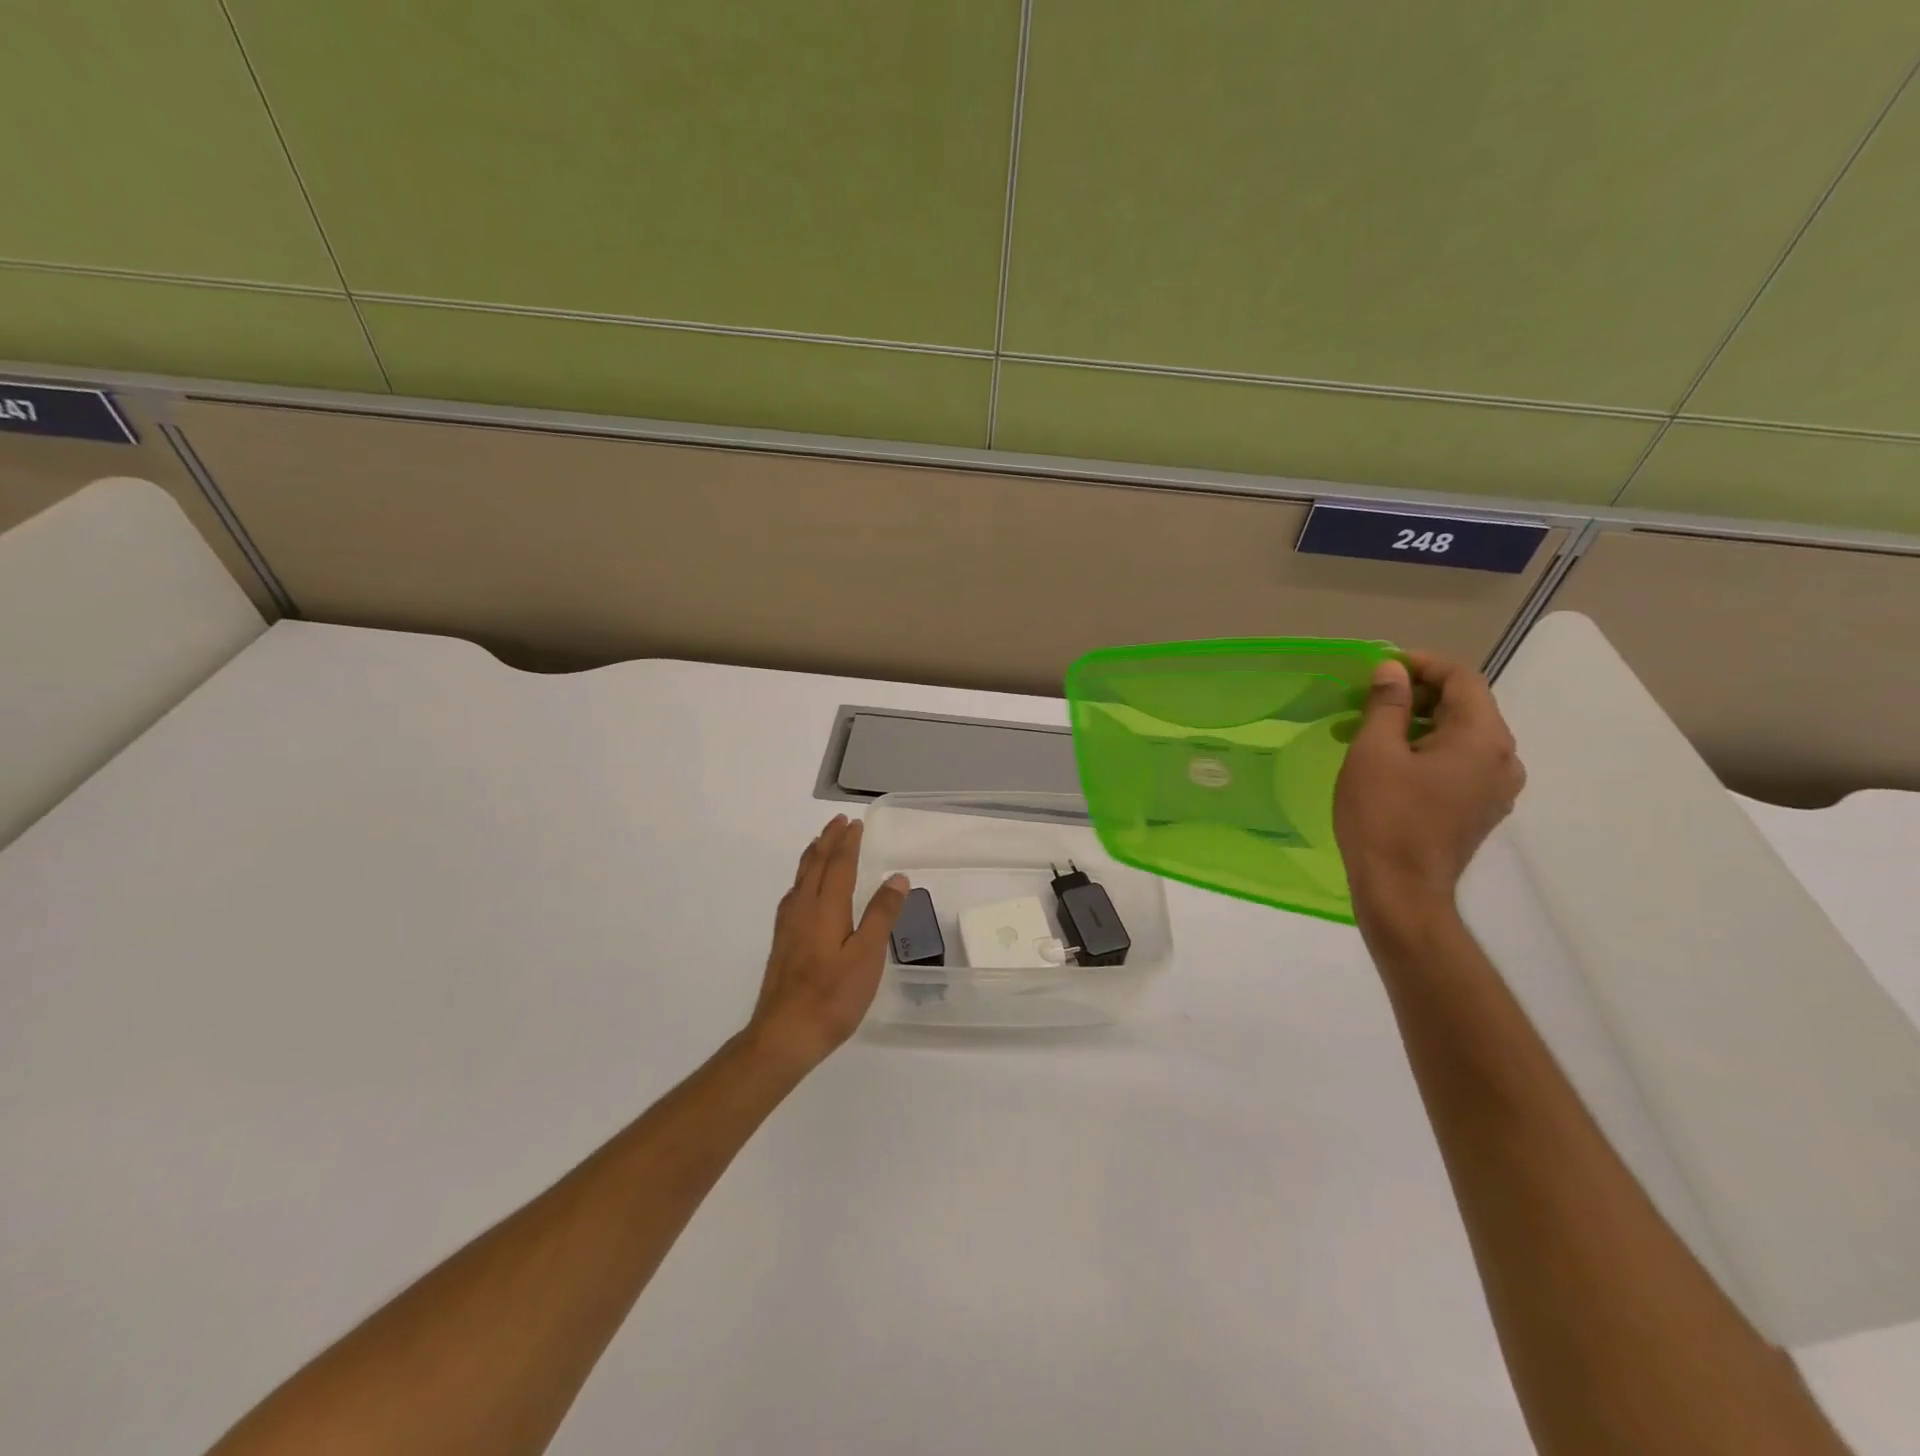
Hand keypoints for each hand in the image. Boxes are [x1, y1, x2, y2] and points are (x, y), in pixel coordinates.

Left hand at [747, 815, 909, 1070]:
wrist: (784, 1034)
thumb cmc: (833, 997)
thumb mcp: (867, 956)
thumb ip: (881, 915)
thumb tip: (897, 877)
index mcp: (825, 908)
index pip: (839, 865)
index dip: (848, 843)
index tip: (856, 823)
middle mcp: (803, 909)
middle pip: (815, 865)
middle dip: (828, 841)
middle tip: (839, 822)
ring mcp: (788, 926)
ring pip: (801, 878)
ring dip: (814, 856)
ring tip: (821, 843)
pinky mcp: (782, 942)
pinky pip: (793, 894)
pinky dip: (803, 877)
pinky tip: (803, 889)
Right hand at [1334, 652, 1524, 927]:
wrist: (1401, 890)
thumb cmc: (1384, 816)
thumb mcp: (1374, 752)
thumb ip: (1386, 704)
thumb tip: (1393, 670)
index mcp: (1483, 737)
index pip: (1462, 678)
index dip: (1421, 665)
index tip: (1380, 668)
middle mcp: (1503, 758)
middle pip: (1465, 706)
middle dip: (1415, 696)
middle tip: (1367, 700)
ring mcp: (1497, 788)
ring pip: (1460, 737)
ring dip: (1416, 725)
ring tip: (1368, 732)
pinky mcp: (1481, 809)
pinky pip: (1459, 764)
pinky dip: (1427, 751)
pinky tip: (1389, 763)